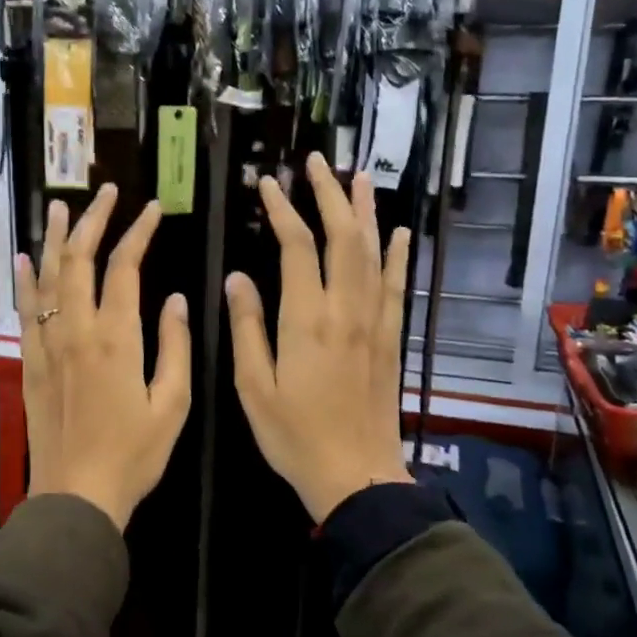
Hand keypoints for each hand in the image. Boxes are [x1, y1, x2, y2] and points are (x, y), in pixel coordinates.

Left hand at [15, 184, 191, 531]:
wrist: (76, 495)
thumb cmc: (134, 454)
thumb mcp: (173, 405)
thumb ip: (175, 347)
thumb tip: (176, 299)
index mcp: (116, 338)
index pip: (124, 268)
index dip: (138, 233)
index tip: (153, 209)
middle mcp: (76, 331)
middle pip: (81, 261)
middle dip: (94, 220)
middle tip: (107, 191)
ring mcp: (47, 345)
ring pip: (48, 278)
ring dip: (56, 238)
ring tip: (61, 206)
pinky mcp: (30, 363)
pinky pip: (24, 311)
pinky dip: (24, 281)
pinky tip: (24, 259)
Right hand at [226, 154, 415, 522]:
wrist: (355, 475)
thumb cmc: (294, 435)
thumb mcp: (253, 386)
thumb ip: (246, 327)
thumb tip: (237, 277)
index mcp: (307, 319)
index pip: (296, 247)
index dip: (282, 210)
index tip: (268, 184)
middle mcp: (346, 309)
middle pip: (342, 237)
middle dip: (328, 194)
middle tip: (316, 161)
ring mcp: (375, 322)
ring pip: (373, 253)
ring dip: (364, 212)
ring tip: (358, 176)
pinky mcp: (391, 338)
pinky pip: (396, 286)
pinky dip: (397, 255)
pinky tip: (398, 234)